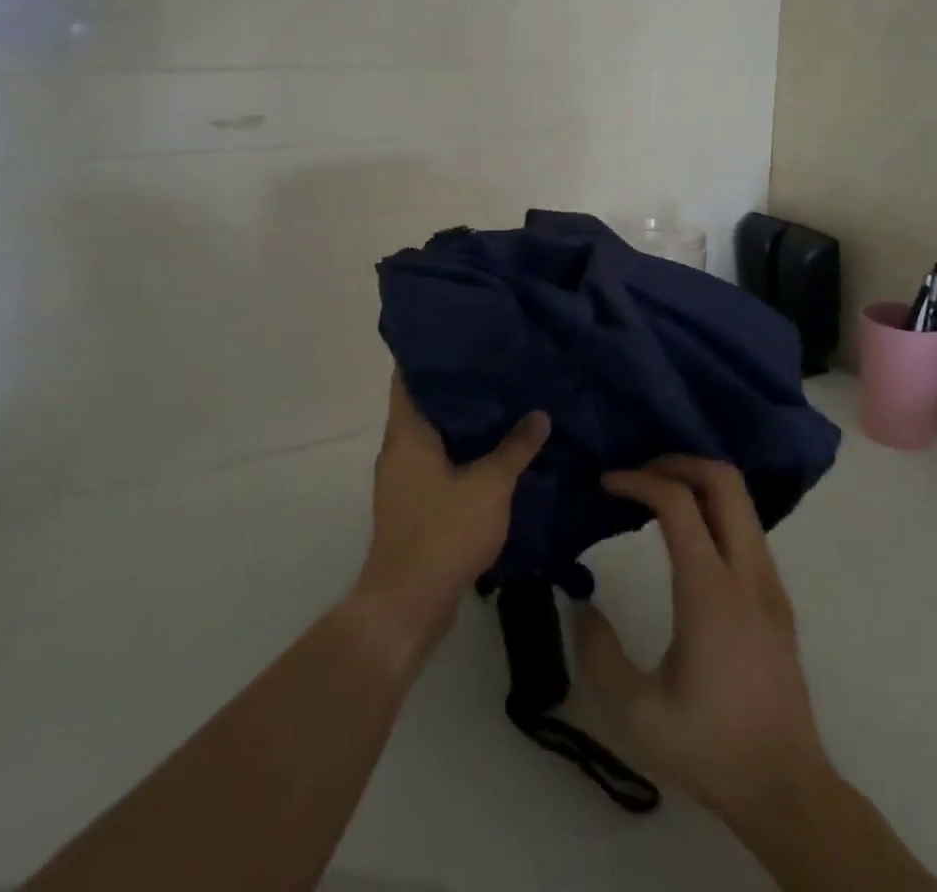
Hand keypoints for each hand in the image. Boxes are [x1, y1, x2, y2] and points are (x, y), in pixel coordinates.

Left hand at [353, 371, 549, 664]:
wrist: (408, 603)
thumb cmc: (444, 531)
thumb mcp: (490, 485)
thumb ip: (515, 447)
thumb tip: (539, 414)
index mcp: (407, 432)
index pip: (407, 375)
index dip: (428, 352)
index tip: (458, 334)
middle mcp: (397, 448)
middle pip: (422, 402)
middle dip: (455, 384)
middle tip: (492, 363)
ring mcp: (401, 478)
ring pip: (431, 434)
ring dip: (460, 420)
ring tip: (498, 399)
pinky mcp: (411, 503)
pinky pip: (435, 461)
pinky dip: (459, 450)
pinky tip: (491, 449)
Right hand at [575, 457, 832, 830]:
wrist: (787, 790)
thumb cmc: (709, 748)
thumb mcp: (635, 713)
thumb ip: (598, 652)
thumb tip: (583, 603)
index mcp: (711, 592)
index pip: (678, 502)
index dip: (639, 480)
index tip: (607, 483)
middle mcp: (748, 573)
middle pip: (724, 480)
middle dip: (678, 462)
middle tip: (638, 475)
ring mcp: (770, 582)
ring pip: (742, 499)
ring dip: (698, 482)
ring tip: (656, 496)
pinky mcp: (778, 597)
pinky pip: (748, 525)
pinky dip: (715, 507)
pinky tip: (687, 534)